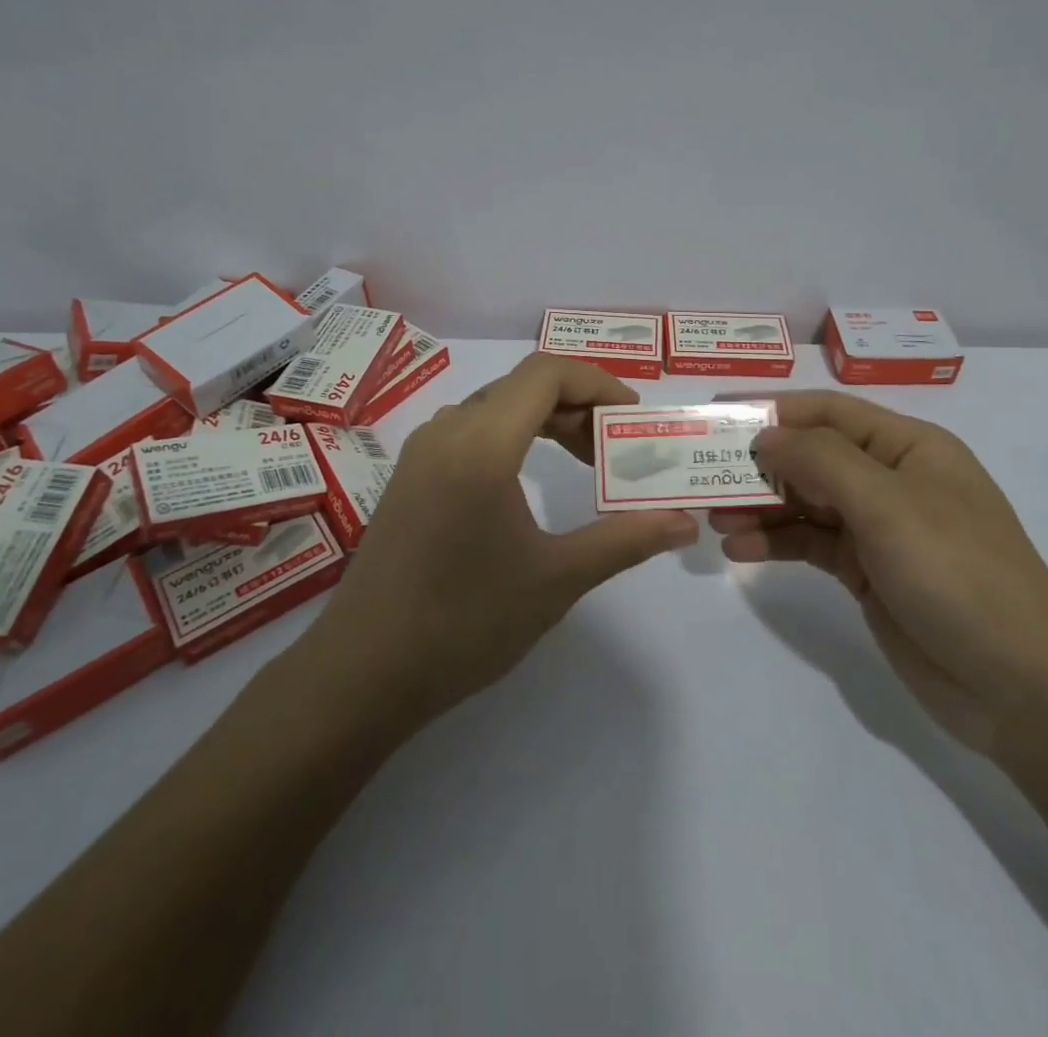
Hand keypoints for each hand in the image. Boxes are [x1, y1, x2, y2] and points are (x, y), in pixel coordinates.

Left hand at [309, 353, 698, 722]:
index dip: (599, 383)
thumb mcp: (556, 580)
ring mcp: (421, 452)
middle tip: (618, 448)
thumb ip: (626, 540)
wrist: (361, 674)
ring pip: (496, 406)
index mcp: (481, 445)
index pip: (547, 374)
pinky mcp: (409, 476)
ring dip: (546, 420)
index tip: (634, 421)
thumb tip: (686, 523)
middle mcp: (447, 432)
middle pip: (523, 386)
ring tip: (584, 461)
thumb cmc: (464, 623)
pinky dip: (514, 437)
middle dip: (579, 405)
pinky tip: (529, 481)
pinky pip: (471, 431)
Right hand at [711, 391, 1047, 751]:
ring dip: (761, 505)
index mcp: (909, 447)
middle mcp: (892, 479)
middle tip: (703, 474)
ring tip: (714, 517)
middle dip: (760, 463)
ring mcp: (879, 528)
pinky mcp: (867, 572)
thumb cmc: (958, 574)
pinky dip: (776, 542)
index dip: (773, 411)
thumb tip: (765, 435)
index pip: (829, 412)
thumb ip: (821, 460)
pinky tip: (741, 549)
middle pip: (812, 456)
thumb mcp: (889, 504)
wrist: (1020, 687)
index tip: (717, 417)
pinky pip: (811, 543)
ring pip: (806, 501)